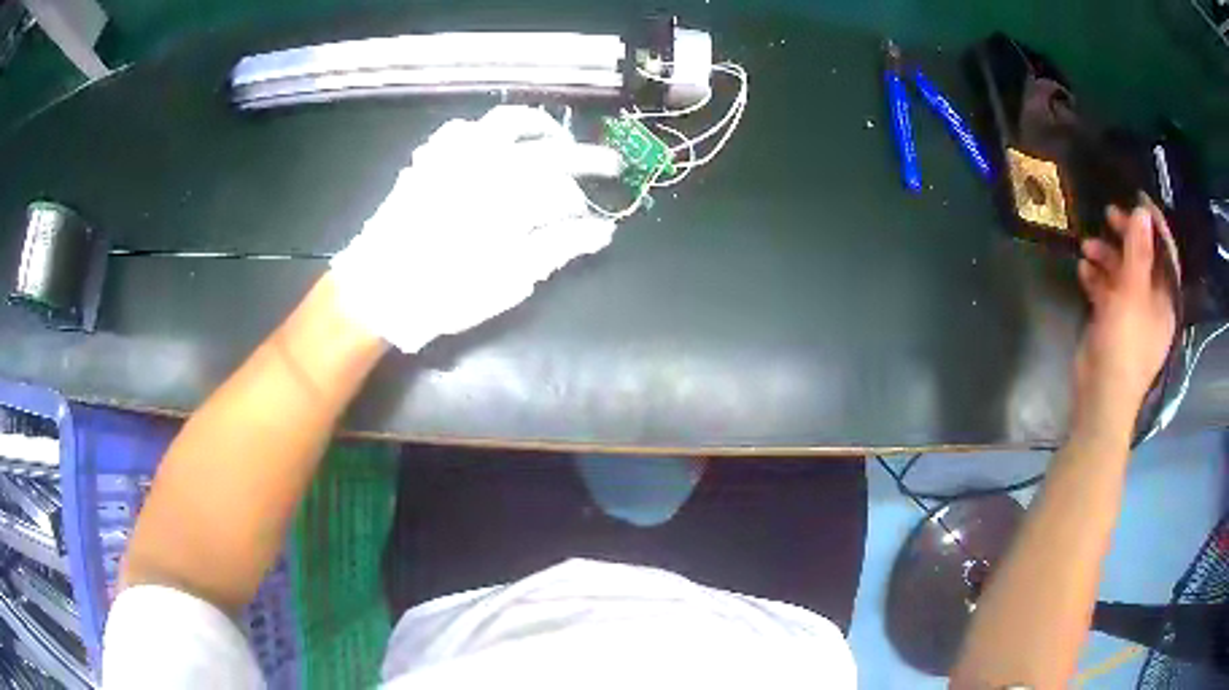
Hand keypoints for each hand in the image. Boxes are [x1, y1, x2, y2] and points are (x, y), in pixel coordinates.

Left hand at [329, 106, 622, 352]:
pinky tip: (493, 142)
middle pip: (551, 150)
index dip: (584, 206)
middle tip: (611, 162)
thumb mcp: (509, 279)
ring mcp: (457, 154)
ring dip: (539, 127)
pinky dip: (486, 129)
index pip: (566, 190)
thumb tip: (602, 231)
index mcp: (513, 196)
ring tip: (555, 138)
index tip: (594, 222)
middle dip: (587, 156)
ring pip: (508, 121)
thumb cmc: (446, 291)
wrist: (378, 288)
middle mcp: (490, 163)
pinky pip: (463, 128)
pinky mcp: (431, 158)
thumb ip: (558, 248)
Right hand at [1073, 198, 1178, 434]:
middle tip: (1108, 215)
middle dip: (1125, 236)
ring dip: (1106, 257)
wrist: (1102, 396)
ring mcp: (1132, 315)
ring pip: (1123, 274)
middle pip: (1143, 259)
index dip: (1154, 225)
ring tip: (1086, 246)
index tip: (1137, 199)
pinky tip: (1083, 270)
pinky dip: (1097, 279)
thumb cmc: (1126, 345)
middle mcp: (1152, 303)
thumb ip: (1139, 252)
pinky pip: (1108, 292)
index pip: (1165, 253)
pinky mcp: (1113, 324)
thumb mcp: (1133, 294)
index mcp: (1165, 299)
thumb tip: (1143, 212)